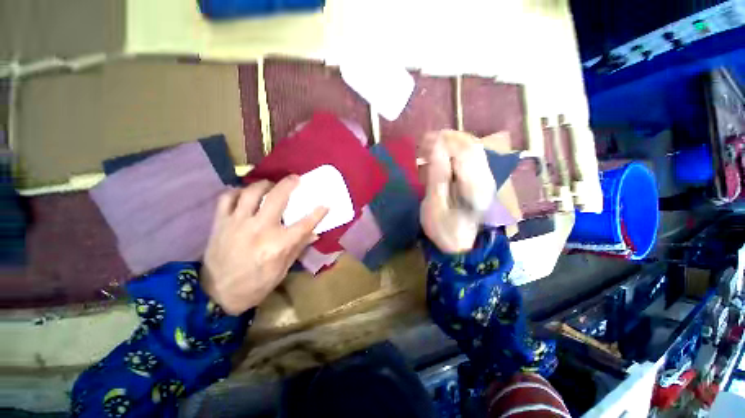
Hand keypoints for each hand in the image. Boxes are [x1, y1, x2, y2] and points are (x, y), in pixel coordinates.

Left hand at [201, 176, 327, 314]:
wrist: (216, 294)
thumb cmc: (255, 285)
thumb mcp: (282, 270)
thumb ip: (298, 248)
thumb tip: (314, 233)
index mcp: (277, 245)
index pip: (304, 224)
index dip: (318, 213)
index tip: (326, 204)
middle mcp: (259, 229)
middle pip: (277, 198)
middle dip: (289, 184)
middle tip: (296, 178)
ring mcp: (237, 223)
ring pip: (251, 192)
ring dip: (264, 184)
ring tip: (271, 184)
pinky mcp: (220, 223)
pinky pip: (227, 198)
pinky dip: (237, 192)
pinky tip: (244, 194)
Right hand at [419, 130, 495, 252]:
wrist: (461, 245)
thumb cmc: (443, 229)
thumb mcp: (434, 206)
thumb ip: (437, 176)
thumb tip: (436, 148)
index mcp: (474, 187)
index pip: (463, 152)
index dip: (443, 141)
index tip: (424, 140)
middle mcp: (486, 179)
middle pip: (472, 146)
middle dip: (448, 138)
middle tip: (427, 140)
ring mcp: (487, 179)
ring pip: (475, 149)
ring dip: (453, 142)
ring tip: (433, 144)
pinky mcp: (484, 181)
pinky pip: (474, 157)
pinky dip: (458, 150)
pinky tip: (445, 153)